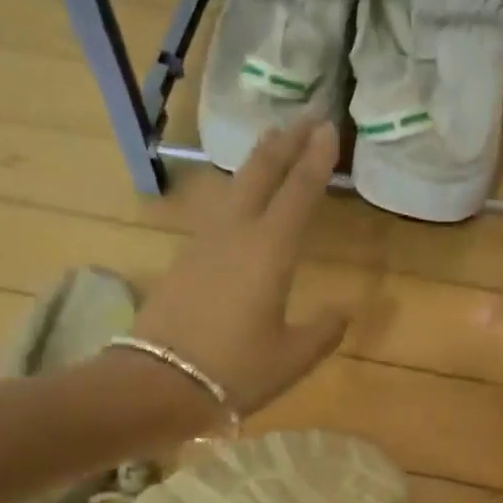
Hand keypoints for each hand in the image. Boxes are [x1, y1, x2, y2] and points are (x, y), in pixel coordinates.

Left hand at [131, 121, 348, 415]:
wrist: (156, 384)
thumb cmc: (234, 371)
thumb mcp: (293, 357)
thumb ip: (324, 329)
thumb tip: (345, 310)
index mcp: (270, 251)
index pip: (298, 192)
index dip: (316, 159)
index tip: (328, 127)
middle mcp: (236, 234)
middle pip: (260, 173)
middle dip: (285, 143)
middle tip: (304, 118)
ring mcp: (204, 244)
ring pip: (234, 187)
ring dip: (257, 161)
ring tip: (273, 142)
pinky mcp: (184, 259)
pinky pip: (218, 211)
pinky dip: (237, 191)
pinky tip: (239, 199)